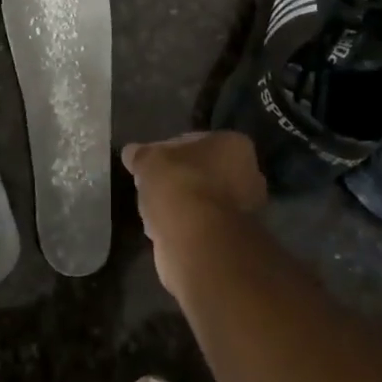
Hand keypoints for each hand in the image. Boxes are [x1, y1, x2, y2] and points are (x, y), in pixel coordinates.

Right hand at [121, 132, 266, 295]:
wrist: (197, 241)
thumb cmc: (179, 185)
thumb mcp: (149, 160)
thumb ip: (141, 154)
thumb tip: (131, 152)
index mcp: (235, 145)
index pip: (196, 141)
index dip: (169, 150)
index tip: (150, 162)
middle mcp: (250, 175)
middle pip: (204, 172)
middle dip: (180, 178)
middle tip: (153, 185)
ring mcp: (246, 211)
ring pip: (204, 200)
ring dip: (183, 204)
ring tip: (154, 210)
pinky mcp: (234, 241)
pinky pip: (203, 225)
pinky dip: (186, 226)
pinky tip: (164, 230)